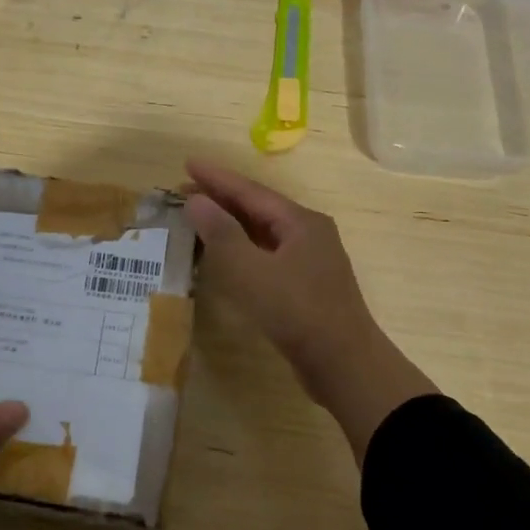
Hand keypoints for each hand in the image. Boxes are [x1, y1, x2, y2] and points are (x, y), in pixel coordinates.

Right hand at [184, 160, 437, 457]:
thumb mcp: (253, 272)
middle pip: (258, 208)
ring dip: (230, 223)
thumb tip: (196, 200)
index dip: (217, 177)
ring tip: (197, 217)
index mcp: (300, 222)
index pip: (251, 191)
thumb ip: (222, 234)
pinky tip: (224, 256)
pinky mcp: (305, 287)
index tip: (187, 162)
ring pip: (262, 232)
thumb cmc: (298, 313)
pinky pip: (266, 254)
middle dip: (221, 198)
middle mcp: (308, 234)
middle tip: (184, 189)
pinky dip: (241, 248)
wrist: (345, 366)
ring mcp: (309, 261)